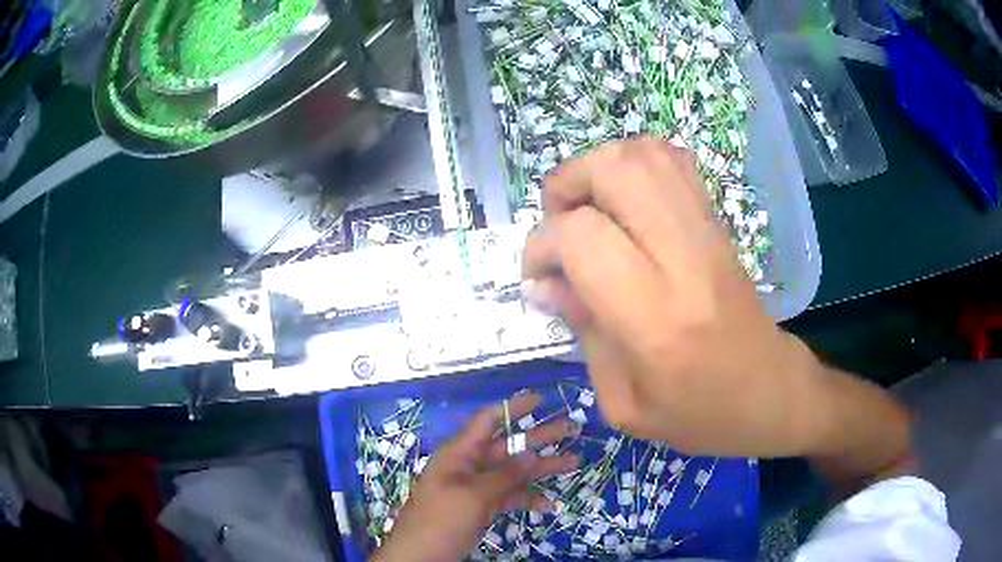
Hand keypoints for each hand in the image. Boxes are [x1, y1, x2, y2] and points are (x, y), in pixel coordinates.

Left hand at [372, 393, 579, 561]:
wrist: (421, 556)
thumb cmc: (440, 519)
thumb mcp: (472, 495)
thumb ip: (504, 475)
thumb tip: (532, 453)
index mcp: (460, 453)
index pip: (489, 421)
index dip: (514, 408)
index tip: (542, 400)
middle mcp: (470, 465)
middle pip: (509, 445)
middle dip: (539, 437)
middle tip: (572, 428)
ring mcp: (477, 488)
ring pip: (514, 472)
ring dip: (542, 469)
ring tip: (574, 462)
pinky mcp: (482, 508)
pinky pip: (509, 497)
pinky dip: (528, 498)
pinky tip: (549, 504)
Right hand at [522, 138, 909, 469]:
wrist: (771, 393)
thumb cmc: (699, 415)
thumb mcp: (624, 403)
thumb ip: (581, 333)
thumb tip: (542, 283)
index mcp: (655, 318)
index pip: (583, 237)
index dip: (542, 245)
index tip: (538, 275)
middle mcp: (684, 259)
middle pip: (615, 171)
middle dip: (567, 185)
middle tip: (558, 224)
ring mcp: (707, 231)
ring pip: (644, 154)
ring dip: (600, 169)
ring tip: (588, 209)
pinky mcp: (719, 222)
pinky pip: (673, 161)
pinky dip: (636, 164)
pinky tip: (626, 200)